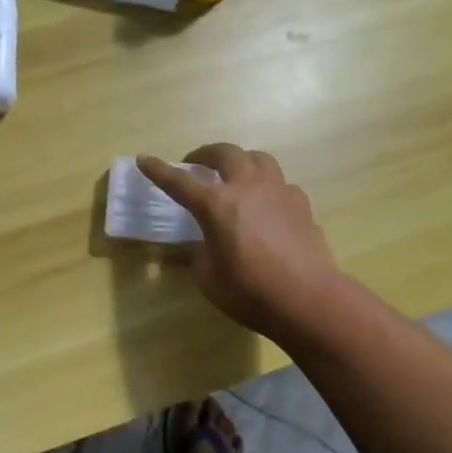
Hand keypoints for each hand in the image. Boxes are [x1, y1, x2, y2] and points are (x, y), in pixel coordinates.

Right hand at [137, 144, 340, 339]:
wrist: (308, 299)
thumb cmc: (250, 291)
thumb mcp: (209, 278)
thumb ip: (198, 255)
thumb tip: (195, 246)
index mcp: (217, 205)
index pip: (180, 181)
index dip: (159, 171)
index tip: (144, 160)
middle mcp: (248, 187)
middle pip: (225, 153)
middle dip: (205, 153)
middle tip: (194, 163)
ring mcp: (279, 192)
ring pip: (258, 159)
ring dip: (240, 160)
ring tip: (233, 174)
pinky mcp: (301, 204)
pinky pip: (280, 184)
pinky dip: (266, 186)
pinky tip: (265, 204)